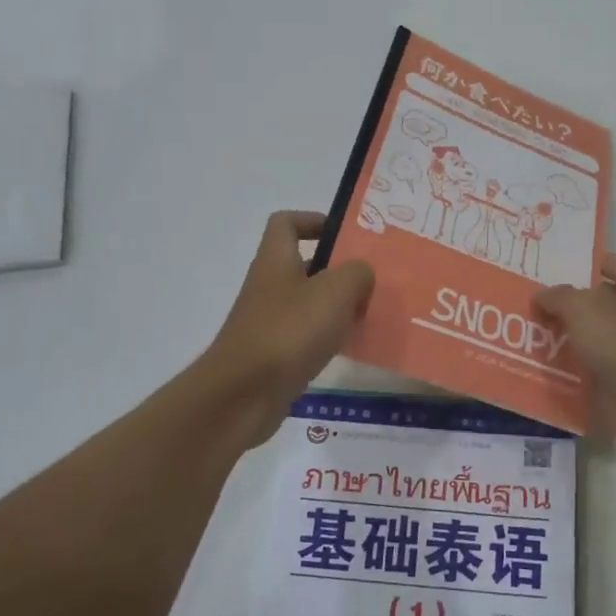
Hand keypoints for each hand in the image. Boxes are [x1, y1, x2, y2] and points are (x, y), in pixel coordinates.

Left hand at [199, 211, 374, 447]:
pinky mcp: (274, 354)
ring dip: (337, 306)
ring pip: (309, 302)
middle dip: (338, 270)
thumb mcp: (335, 291)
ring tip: (369, 314)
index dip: (314, 221)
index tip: (345, 236)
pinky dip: (328, 338)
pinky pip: (306, 336)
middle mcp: (269, 286)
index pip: (286, 223)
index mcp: (276, 260)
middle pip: (304, 264)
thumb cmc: (289, 331)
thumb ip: (357, 273)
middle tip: (372, 279)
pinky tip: (351, 346)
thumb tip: (361, 276)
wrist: (243, 395)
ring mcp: (269, 322)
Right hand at [534, 255, 615, 457]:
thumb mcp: (583, 306)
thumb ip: (559, 296)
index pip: (612, 264)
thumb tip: (541, 295)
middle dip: (567, 305)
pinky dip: (568, 370)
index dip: (582, 265)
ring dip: (564, 339)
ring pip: (591, 339)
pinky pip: (589, 370)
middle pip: (599, 303)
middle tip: (529, 303)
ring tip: (525, 334)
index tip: (547, 270)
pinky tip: (538, 366)